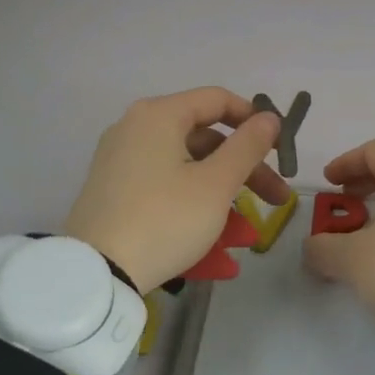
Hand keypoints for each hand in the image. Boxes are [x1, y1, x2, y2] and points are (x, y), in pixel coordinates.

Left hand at [63, 87, 290, 292]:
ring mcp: (121, 160)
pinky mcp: (114, 191)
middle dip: (246, 169)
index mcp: (159, 115)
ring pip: (187, 167)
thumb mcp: (215, 184)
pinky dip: (192, 206)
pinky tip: (215, 248)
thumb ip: (248, 146)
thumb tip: (268, 118)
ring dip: (223, 195)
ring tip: (246, 235)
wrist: (94, 275)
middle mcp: (136, 128)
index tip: (280, 149)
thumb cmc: (164, 219)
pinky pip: (165, 187)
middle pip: (205, 138)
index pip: (218, 100)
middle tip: (276, 199)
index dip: (255, 120)